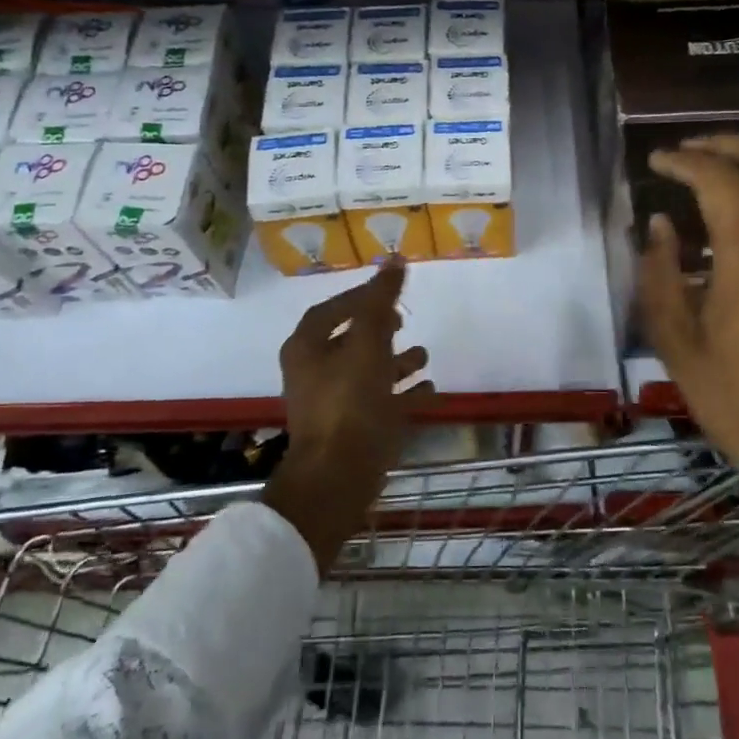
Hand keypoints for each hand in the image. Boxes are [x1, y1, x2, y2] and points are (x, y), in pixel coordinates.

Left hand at [262, 262, 430, 572]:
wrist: (337, 478)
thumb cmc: (349, 402)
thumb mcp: (368, 344)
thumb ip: (381, 302)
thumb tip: (394, 259)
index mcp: (307, 349)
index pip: (331, 310)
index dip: (358, 297)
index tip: (387, 289)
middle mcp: (315, 373)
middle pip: (349, 341)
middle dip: (379, 330)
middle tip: (403, 321)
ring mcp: (334, 405)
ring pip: (367, 374)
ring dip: (395, 362)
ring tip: (425, 354)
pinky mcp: (353, 432)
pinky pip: (381, 404)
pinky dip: (403, 394)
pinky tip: (430, 389)